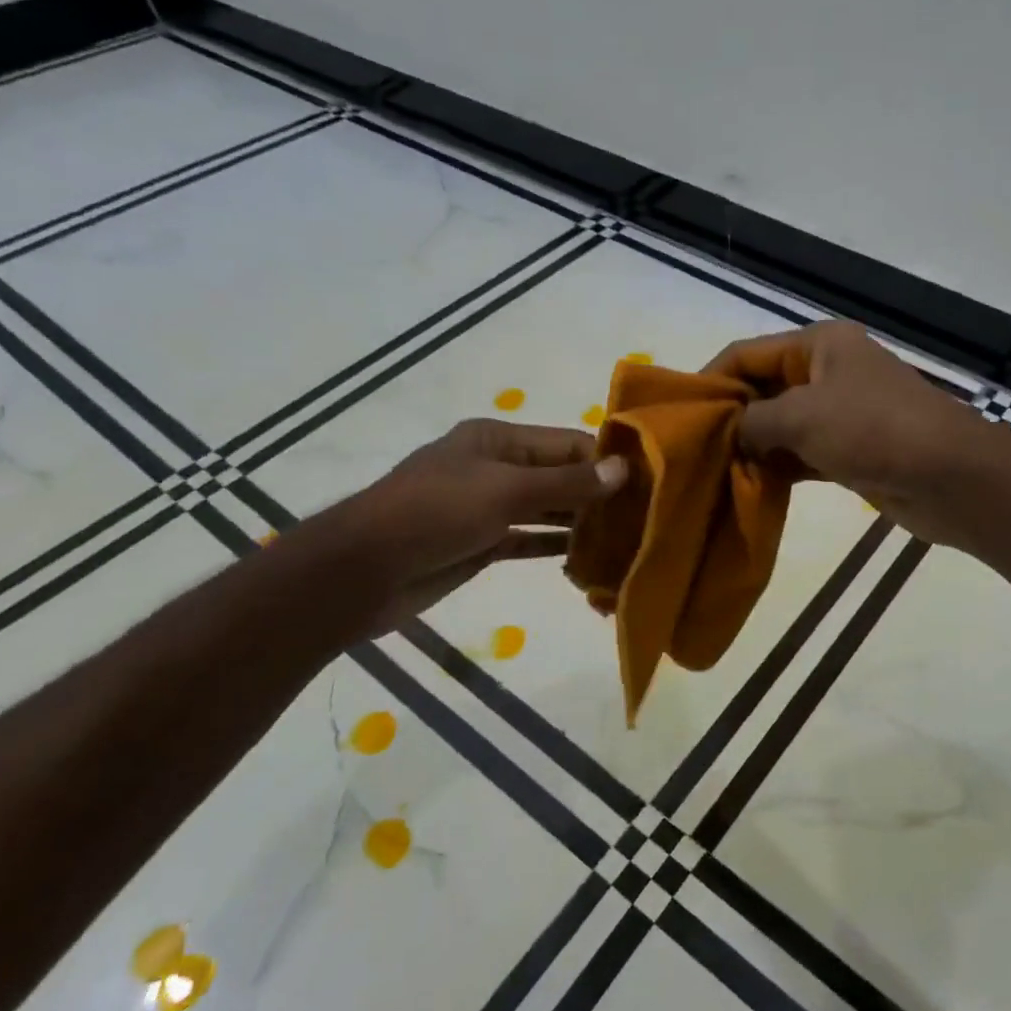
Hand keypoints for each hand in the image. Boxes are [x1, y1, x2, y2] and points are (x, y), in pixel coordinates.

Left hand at [317, 419, 627, 630]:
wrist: (363, 571)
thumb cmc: (435, 514)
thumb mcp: (505, 491)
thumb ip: (566, 484)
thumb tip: (622, 469)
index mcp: (497, 439)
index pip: (566, 443)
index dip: (605, 461)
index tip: (648, 483)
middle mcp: (495, 467)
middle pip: (559, 476)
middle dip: (598, 495)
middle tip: (644, 517)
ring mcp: (488, 507)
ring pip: (547, 511)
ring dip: (581, 524)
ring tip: (626, 540)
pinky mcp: (481, 544)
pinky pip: (529, 540)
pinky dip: (555, 547)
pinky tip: (589, 559)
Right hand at [704, 322, 992, 543]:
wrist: (950, 478)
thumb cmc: (874, 430)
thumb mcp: (803, 416)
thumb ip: (754, 421)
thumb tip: (730, 434)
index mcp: (819, 344)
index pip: (748, 352)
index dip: (712, 379)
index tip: (679, 415)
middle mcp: (828, 372)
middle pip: (763, 388)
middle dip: (730, 417)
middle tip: (692, 450)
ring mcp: (840, 413)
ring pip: (781, 426)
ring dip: (752, 447)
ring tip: (712, 473)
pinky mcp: (849, 451)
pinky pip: (801, 455)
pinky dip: (777, 468)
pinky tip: (748, 487)